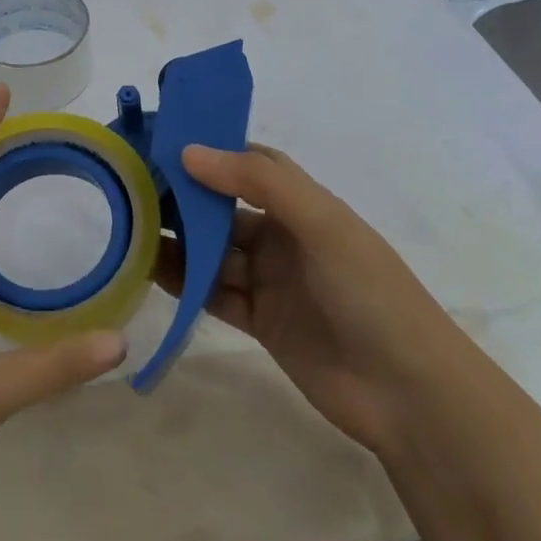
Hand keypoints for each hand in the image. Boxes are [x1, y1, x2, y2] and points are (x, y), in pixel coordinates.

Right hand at [158, 144, 473, 451]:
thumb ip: (259, 183)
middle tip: (132, 192)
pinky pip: (214, 294)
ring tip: (131, 231)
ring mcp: (272, 282)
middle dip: (184, 200)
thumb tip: (190, 152)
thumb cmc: (370, 294)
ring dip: (178, 243)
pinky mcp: (261, 323)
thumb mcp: (322, 225)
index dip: (211, 153)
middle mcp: (285, 239)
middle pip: (224, 211)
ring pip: (213, 254)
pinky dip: (185, 283)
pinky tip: (150, 272)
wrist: (409, 395)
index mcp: (305, 207)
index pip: (251, 166)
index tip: (163, 146)